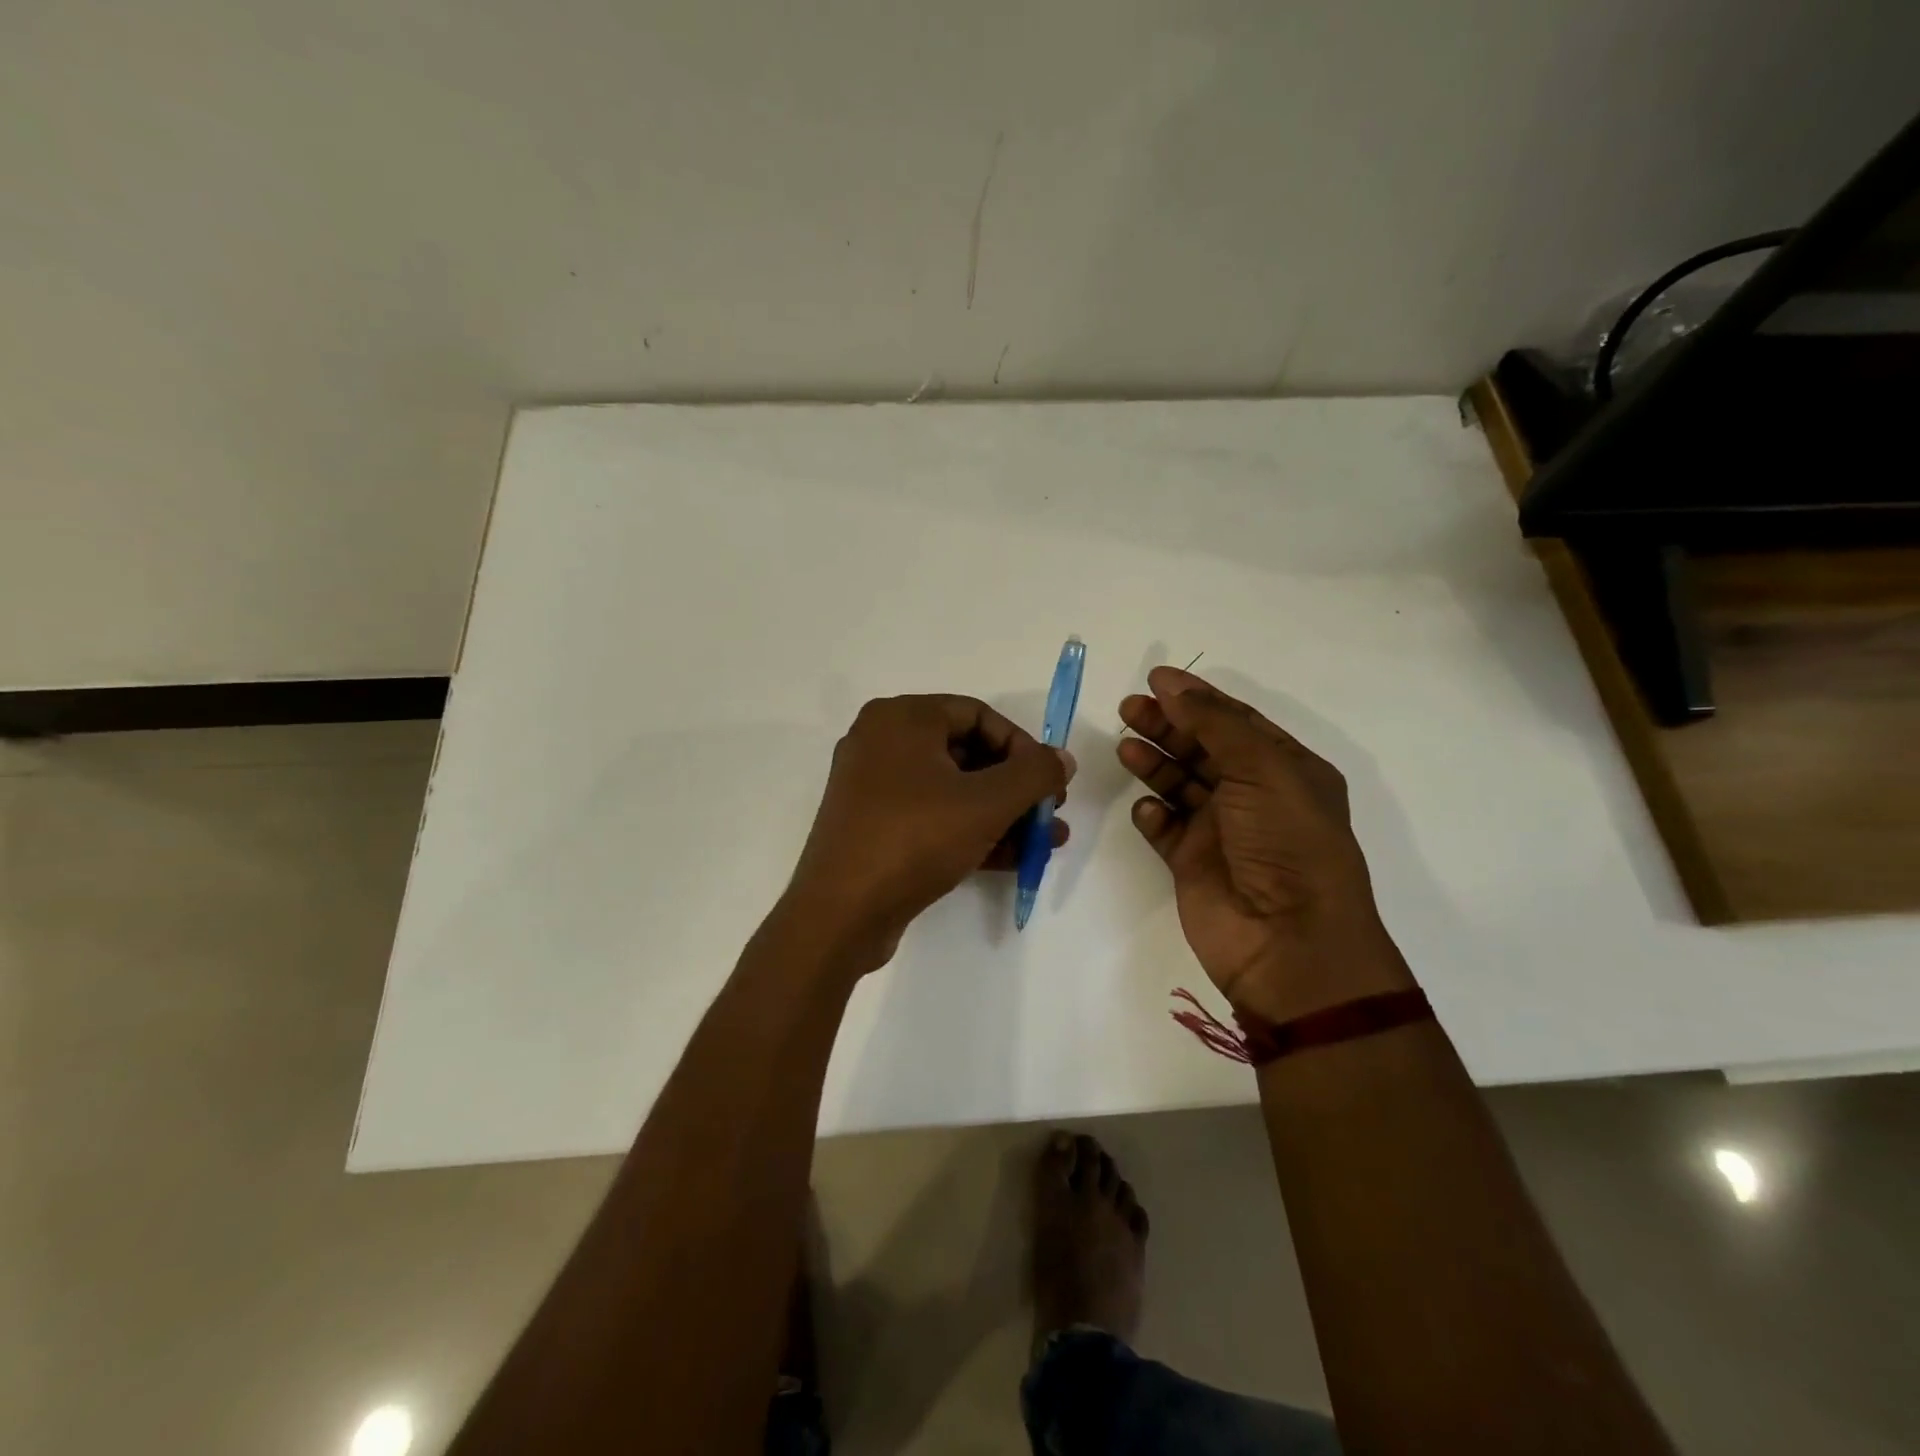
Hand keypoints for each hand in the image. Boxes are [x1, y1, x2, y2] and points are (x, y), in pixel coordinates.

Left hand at [784, 695, 1073, 972]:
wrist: (841, 913)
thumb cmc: (915, 839)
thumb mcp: (986, 803)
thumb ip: (1034, 774)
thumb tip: (1062, 759)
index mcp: (901, 718)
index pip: (977, 714)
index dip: (1022, 746)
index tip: (1049, 781)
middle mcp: (882, 742)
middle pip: (967, 753)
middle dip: (1016, 787)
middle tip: (1050, 812)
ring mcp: (874, 788)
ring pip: (953, 790)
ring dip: (1003, 814)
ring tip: (1047, 841)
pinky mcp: (875, 827)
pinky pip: (934, 817)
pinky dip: (973, 832)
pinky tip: (1016, 858)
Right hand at [1118, 667, 1412, 1023]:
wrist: (1288, 941)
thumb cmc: (1286, 842)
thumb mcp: (1261, 769)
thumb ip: (1213, 724)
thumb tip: (1171, 685)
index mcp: (1285, 770)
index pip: (1235, 722)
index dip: (1196, 699)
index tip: (1155, 680)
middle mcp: (1254, 797)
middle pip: (1202, 749)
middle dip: (1167, 726)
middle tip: (1128, 709)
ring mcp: (1222, 832)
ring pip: (1180, 785)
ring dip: (1155, 763)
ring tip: (1125, 748)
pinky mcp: (1193, 864)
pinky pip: (1166, 829)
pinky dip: (1153, 815)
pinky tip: (1147, 809)